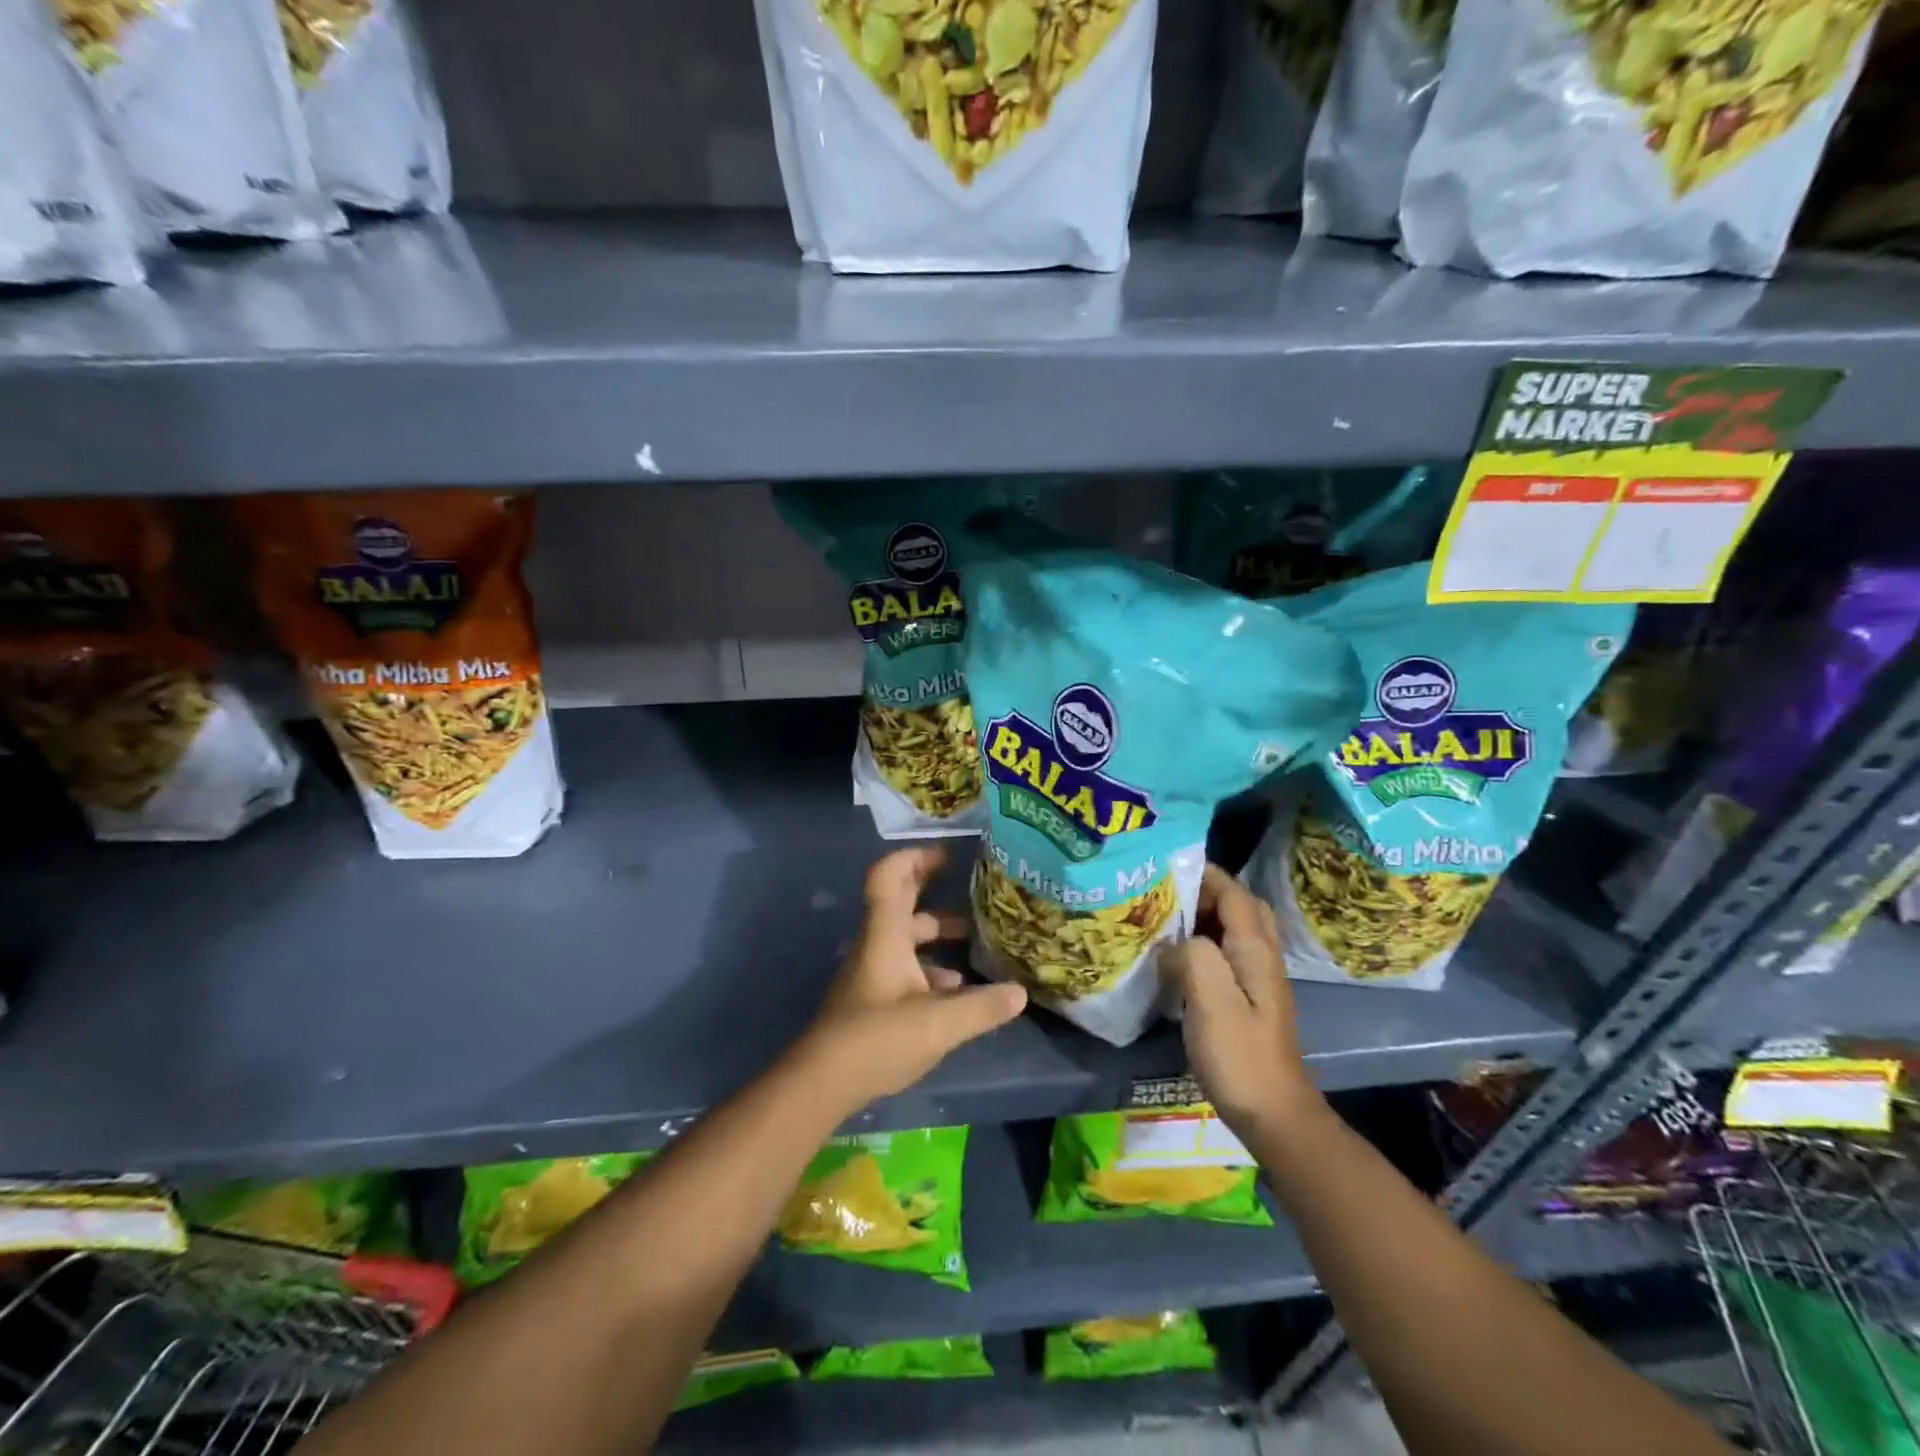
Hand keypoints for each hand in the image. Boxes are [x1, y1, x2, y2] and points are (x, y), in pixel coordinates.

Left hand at [796, 847, 1027, 1115]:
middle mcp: (877, 944)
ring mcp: (872, 972)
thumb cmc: (876, 1039)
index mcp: (886, 935)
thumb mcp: (939, 1023)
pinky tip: (956, 991)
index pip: (889, 877)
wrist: (822, 1082)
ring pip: (906, 938)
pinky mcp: (872, 999)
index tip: (947, 855)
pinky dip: (931, 970)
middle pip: (901, 903)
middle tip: (970, 887)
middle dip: (933, 890)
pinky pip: (905, 969)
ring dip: (936, 934)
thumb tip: (1020, 993)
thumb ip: (982, 1007)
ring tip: (975, 942)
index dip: (914, 857)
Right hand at [1161, 864, 1319, 1136]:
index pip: (1233, 892)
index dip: (1204, 874)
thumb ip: (1193, 956)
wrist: (1274, 1114)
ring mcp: (1258, 980)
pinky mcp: (1248, 1000)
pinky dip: (1204, 943)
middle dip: (1206, 892)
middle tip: (1166, 895)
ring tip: (1165, 919)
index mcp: (1254, 950)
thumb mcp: (1211, 1001)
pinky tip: (1176, 958)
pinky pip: (1227, 955)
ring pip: (1234, 930)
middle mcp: (1262, 957)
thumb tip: (1173, 943)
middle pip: (1240, 906)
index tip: (1165, 866)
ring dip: (1205, 917)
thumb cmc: (1240, 1056)